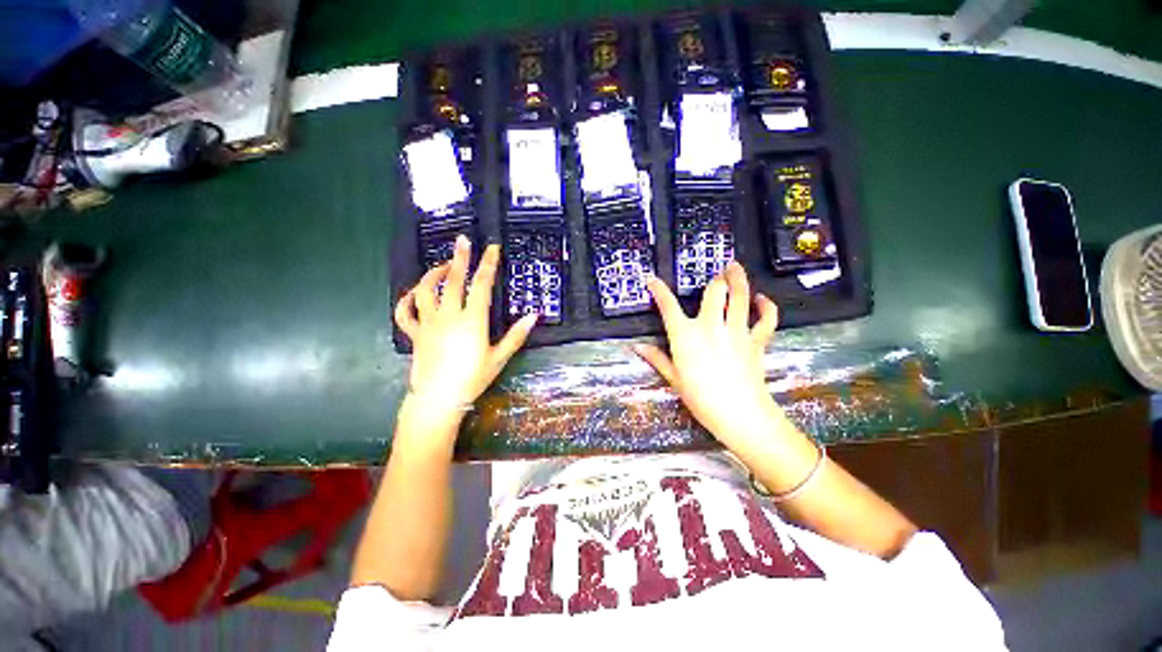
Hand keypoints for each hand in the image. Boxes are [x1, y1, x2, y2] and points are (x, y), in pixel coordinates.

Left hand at [395, 235, 536, 424]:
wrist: (439, 400)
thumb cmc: (473, 379)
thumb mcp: (499, 357)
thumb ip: (516, 335)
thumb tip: (533, 315)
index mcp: (472, 320)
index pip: (481, 285)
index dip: (488, 264)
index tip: (492, 248)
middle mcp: (448, 316)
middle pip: (453, 281)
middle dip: (459, 258)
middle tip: (462, 240)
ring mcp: (428, 323)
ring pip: (426, 291)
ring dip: (433, 274)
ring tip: (443, 266)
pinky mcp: (415, 334)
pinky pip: (405, 313)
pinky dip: (406, 300)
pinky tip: (414, 294)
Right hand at [634, 262, 782, 445]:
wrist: (739, 414)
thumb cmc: (700, 398)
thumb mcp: (673, 378)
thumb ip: (656, 358)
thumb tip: (637, 347)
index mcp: (685, 335)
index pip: (668, 306)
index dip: (659, 290)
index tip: (652, 280)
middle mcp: (711, 326)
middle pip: (714, 291)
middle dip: (714, 279)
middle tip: (715, 274)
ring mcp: (736, 331)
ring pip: (740, 296)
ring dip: (738, 279)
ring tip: (735, 267)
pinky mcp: (756, 341)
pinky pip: (766, 319)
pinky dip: (766, 307)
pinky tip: (762, 299)